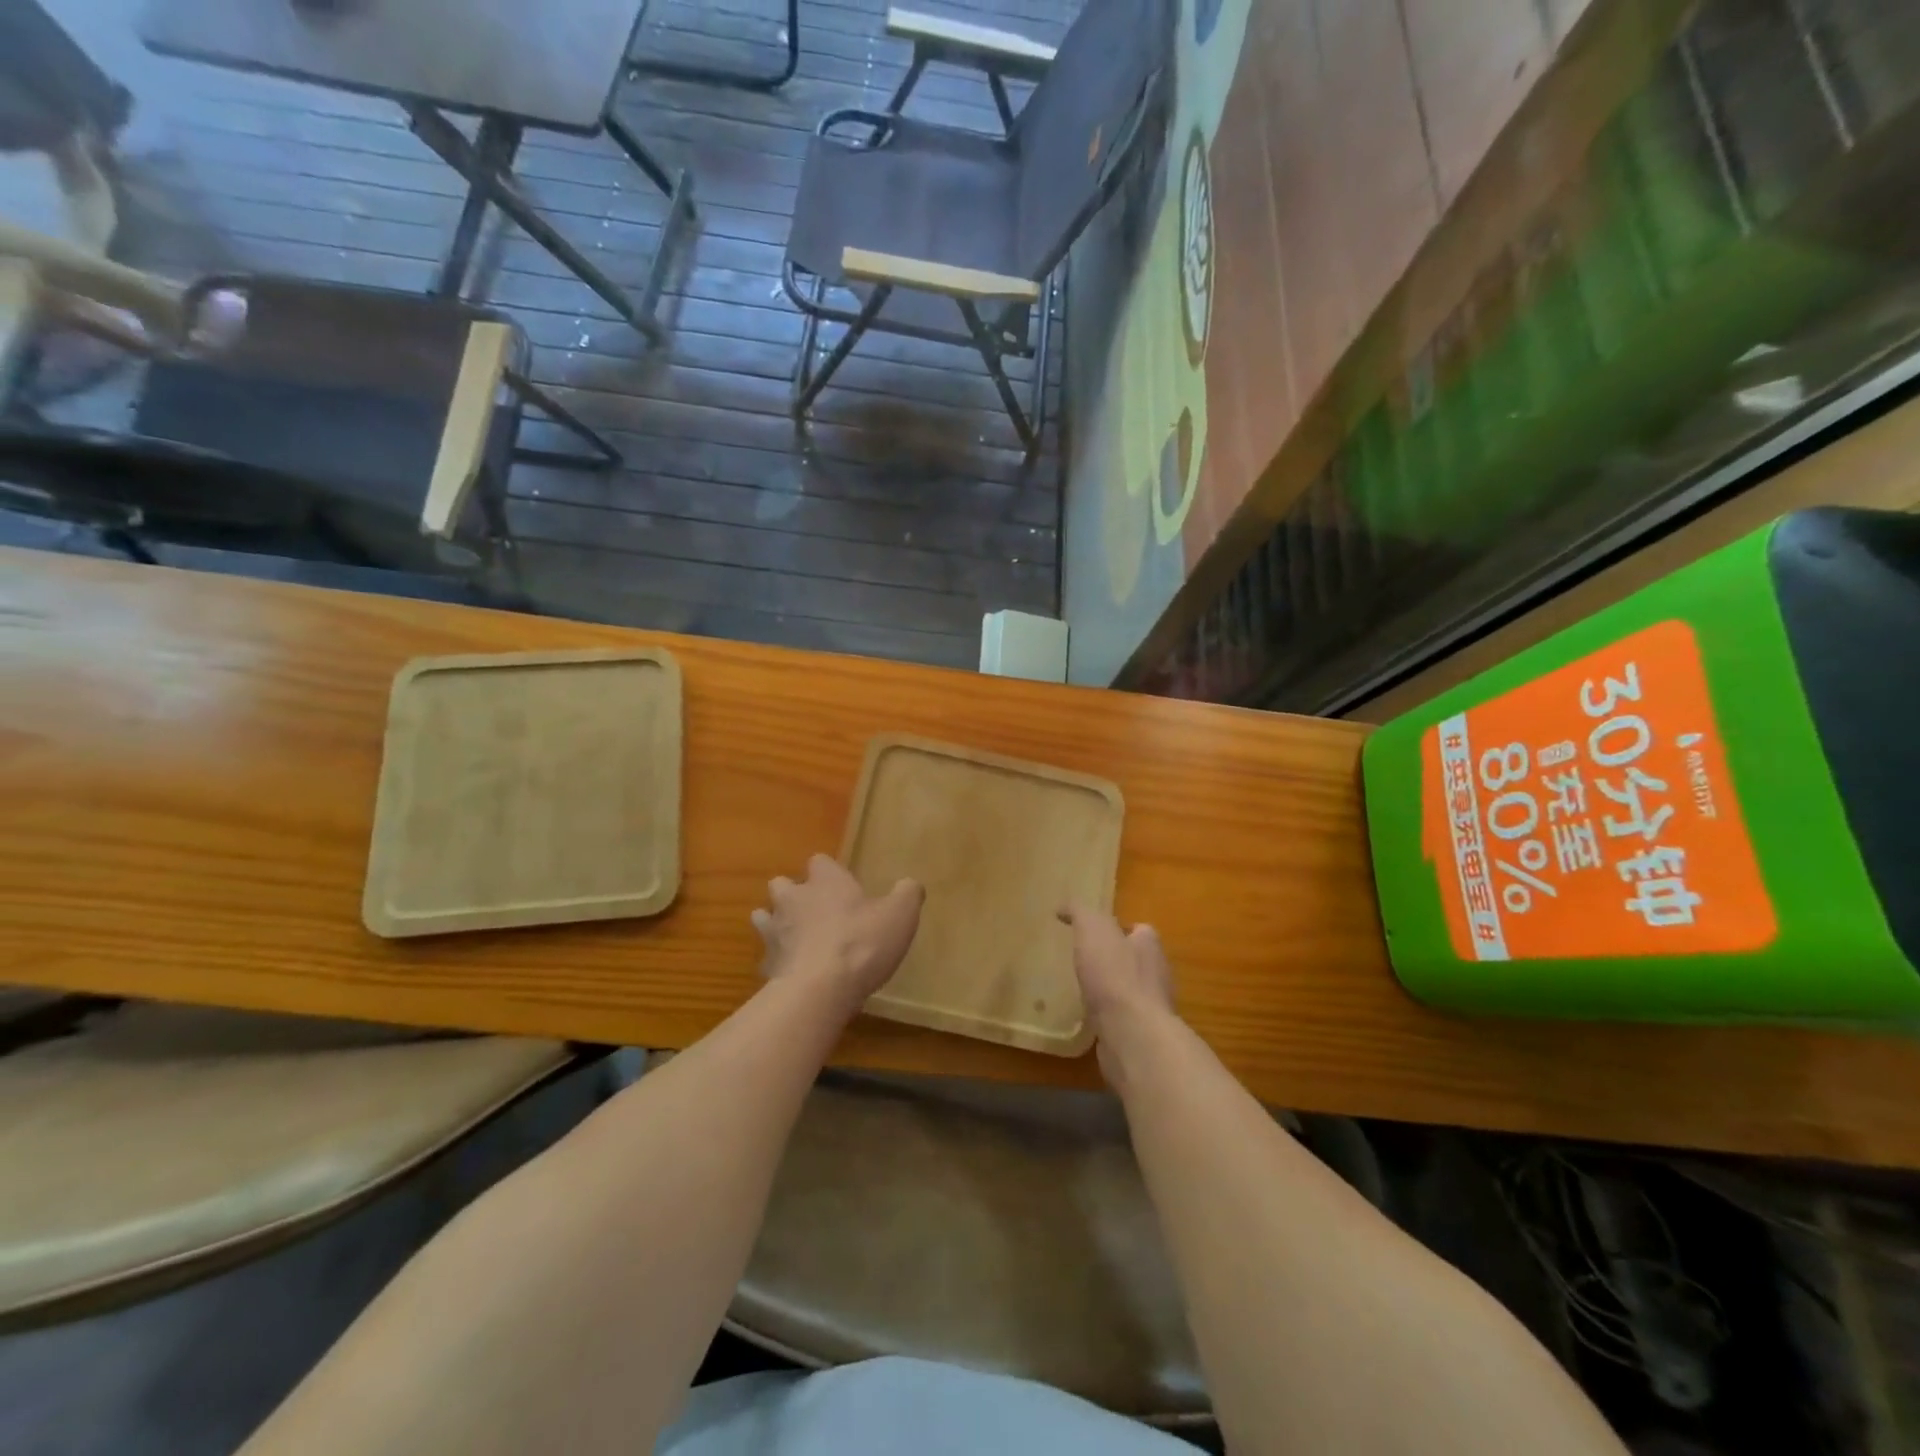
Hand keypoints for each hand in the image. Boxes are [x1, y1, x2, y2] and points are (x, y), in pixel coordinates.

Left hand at [752, 855, 923, 1008]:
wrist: (819, 990)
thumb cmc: (862, 943)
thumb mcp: (900, 915)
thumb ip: (907, 894)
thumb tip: (910, 884)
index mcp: (825, 881)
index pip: (820, 861)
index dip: (829, 872)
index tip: (843, 886)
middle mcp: (794, 898)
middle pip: (782, 884)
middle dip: (794, 894)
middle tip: (816, 911)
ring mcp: (775, 932)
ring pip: (765, 917)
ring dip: (778, 924)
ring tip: (797, 938)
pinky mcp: (766, 964)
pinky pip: (768, 956)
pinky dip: (779, 961)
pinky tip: (796, 973)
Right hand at [1057, 904, 1175, 1085]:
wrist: (1131, 1033)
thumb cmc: (1114, 974)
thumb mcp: (1092, 929)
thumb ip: (1080, 913)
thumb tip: (1064, 907)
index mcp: (1149, 945)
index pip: (1139, 930)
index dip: (1118, 928)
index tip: (1094, 932)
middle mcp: (1157, 974)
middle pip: (1136, 960)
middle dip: (1115, 959)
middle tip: (1086, 960)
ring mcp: (1151, 1007)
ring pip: (1130, 991)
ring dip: (1111, 990)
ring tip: (1084, 990)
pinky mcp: (1141, 1034)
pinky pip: (1123, 1019)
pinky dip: (1108, 1016)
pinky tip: (1089, 1018)